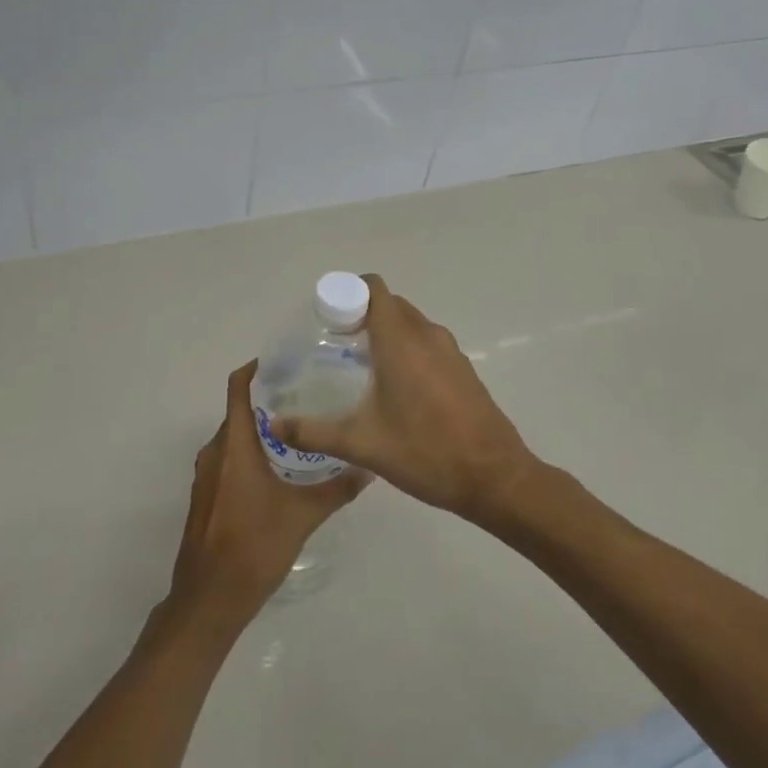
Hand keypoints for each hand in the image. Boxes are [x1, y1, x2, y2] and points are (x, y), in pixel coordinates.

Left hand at [166, 362, 369, 629]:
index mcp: (234, 444)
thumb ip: (337, 488)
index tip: (286, 362)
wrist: (209, 599)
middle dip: (270, 401)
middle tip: (308, 396)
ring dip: (262, 430)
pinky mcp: (207, 496)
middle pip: (239, 411)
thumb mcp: (303, 516)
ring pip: (235, 437)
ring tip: (301, 430)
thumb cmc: (254, 547)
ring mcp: (207, 475)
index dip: (256, 369)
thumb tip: (370, 467)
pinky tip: (280, 469)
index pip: (238, 387)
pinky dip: (251, 453)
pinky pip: (229, 460)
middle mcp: (215, 451)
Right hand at [267, 274, 537, 524]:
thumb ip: (313, 431)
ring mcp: (450, 351)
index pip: (374, 288)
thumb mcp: (362, 444)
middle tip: (335, 342)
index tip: (327, 317)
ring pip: (411, 323)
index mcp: (400, 341)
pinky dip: (408, 348)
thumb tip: (273, 424)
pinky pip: (428, 342)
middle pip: (390, 304)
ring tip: (360, 364)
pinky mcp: (463, 368)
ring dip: (387, 331)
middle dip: (362, 313)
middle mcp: (427, 335)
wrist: (494, 478)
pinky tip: (395, 387)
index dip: (348, 293)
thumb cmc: (425, 453)